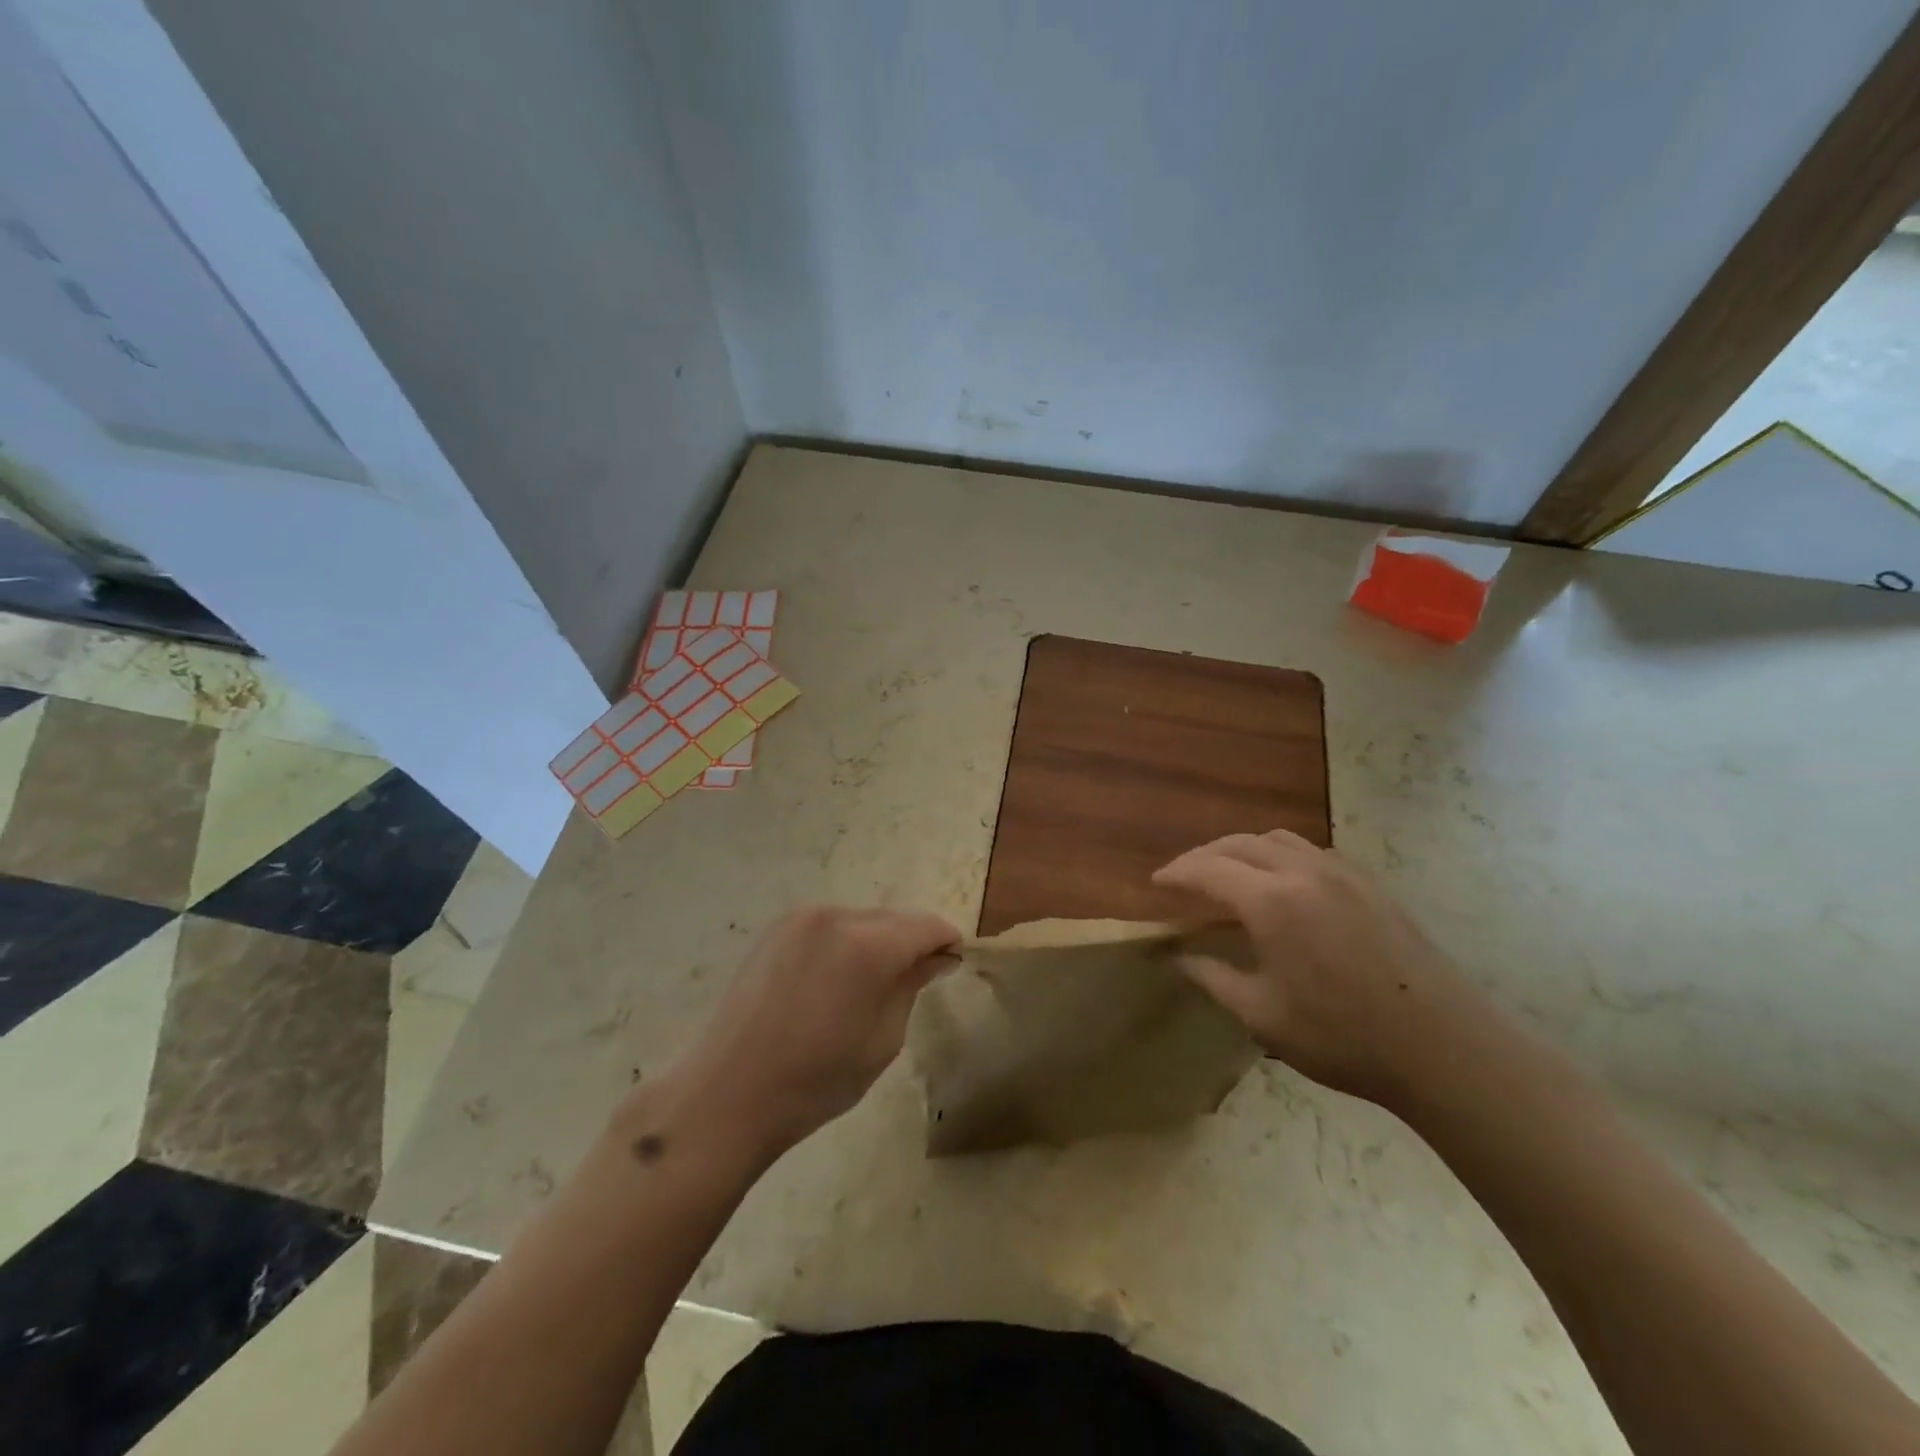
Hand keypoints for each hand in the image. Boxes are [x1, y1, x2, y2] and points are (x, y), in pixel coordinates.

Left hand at [667, 906, 959, 1160]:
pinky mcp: (776, 928)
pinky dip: (842, 943)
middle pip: (894, 918)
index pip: (928, 926)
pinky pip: (828, 925)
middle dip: (910, 943)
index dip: (946, 943)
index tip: (951, 966)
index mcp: (869, 946)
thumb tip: (936, 957)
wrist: (727, 1094)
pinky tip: (830, 982)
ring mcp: (801, 918)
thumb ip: (912, 986)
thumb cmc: (815, 1081)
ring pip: (861, 919)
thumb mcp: (883, 1041)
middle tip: (912, 982)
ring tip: (864, 987)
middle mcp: (837, 916)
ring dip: (875, 942)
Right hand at [1153, 830, 1484, 1106]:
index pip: (1207, 870)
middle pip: (1239, 844)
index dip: (1177, 873)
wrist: (1443, 1047)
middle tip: (1184, 876)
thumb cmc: (1342, 1037)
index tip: (1156, 882)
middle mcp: (1302, 872)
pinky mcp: (1370, 884)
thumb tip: (1177, 958)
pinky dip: (1280, 854)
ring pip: (1277, 839)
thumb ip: (1213, 979)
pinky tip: (1282, 882)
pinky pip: (1311, 851)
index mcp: (1271, 902)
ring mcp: (1342, 873)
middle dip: (1204, 855)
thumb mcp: (1262, 1016)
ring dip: (1242, 848)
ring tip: (1228, 871)